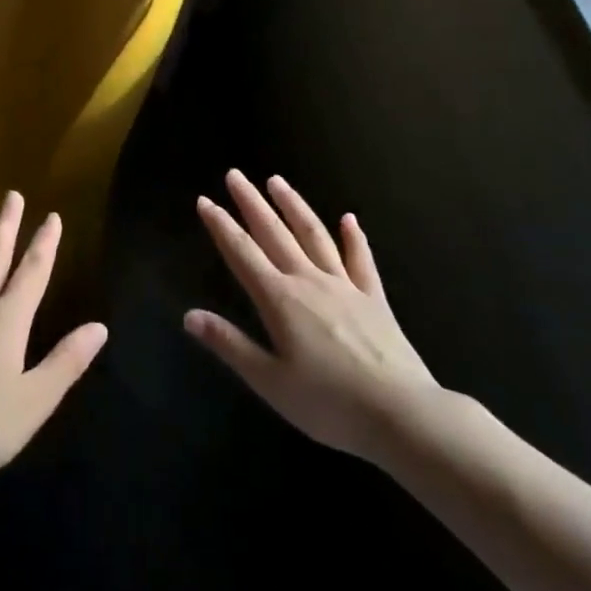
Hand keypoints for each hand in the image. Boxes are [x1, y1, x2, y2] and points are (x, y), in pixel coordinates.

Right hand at [187, 171, 443, 463]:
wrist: (402, 414)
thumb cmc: (329, 404)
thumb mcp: (270, 381)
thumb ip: (230, 345)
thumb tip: (189, 315)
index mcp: (280, 300)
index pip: (242, 253)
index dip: (221, 226)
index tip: (204, 200)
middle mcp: (309, 281)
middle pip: (274, 233)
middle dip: (251, 203)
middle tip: (235, 175)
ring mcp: (345, 286)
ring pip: (313, 235)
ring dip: (293, 206)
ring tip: (277, 181)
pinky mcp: (374, 299)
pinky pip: (361, 260)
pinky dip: (353, 237)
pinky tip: (348, 219)